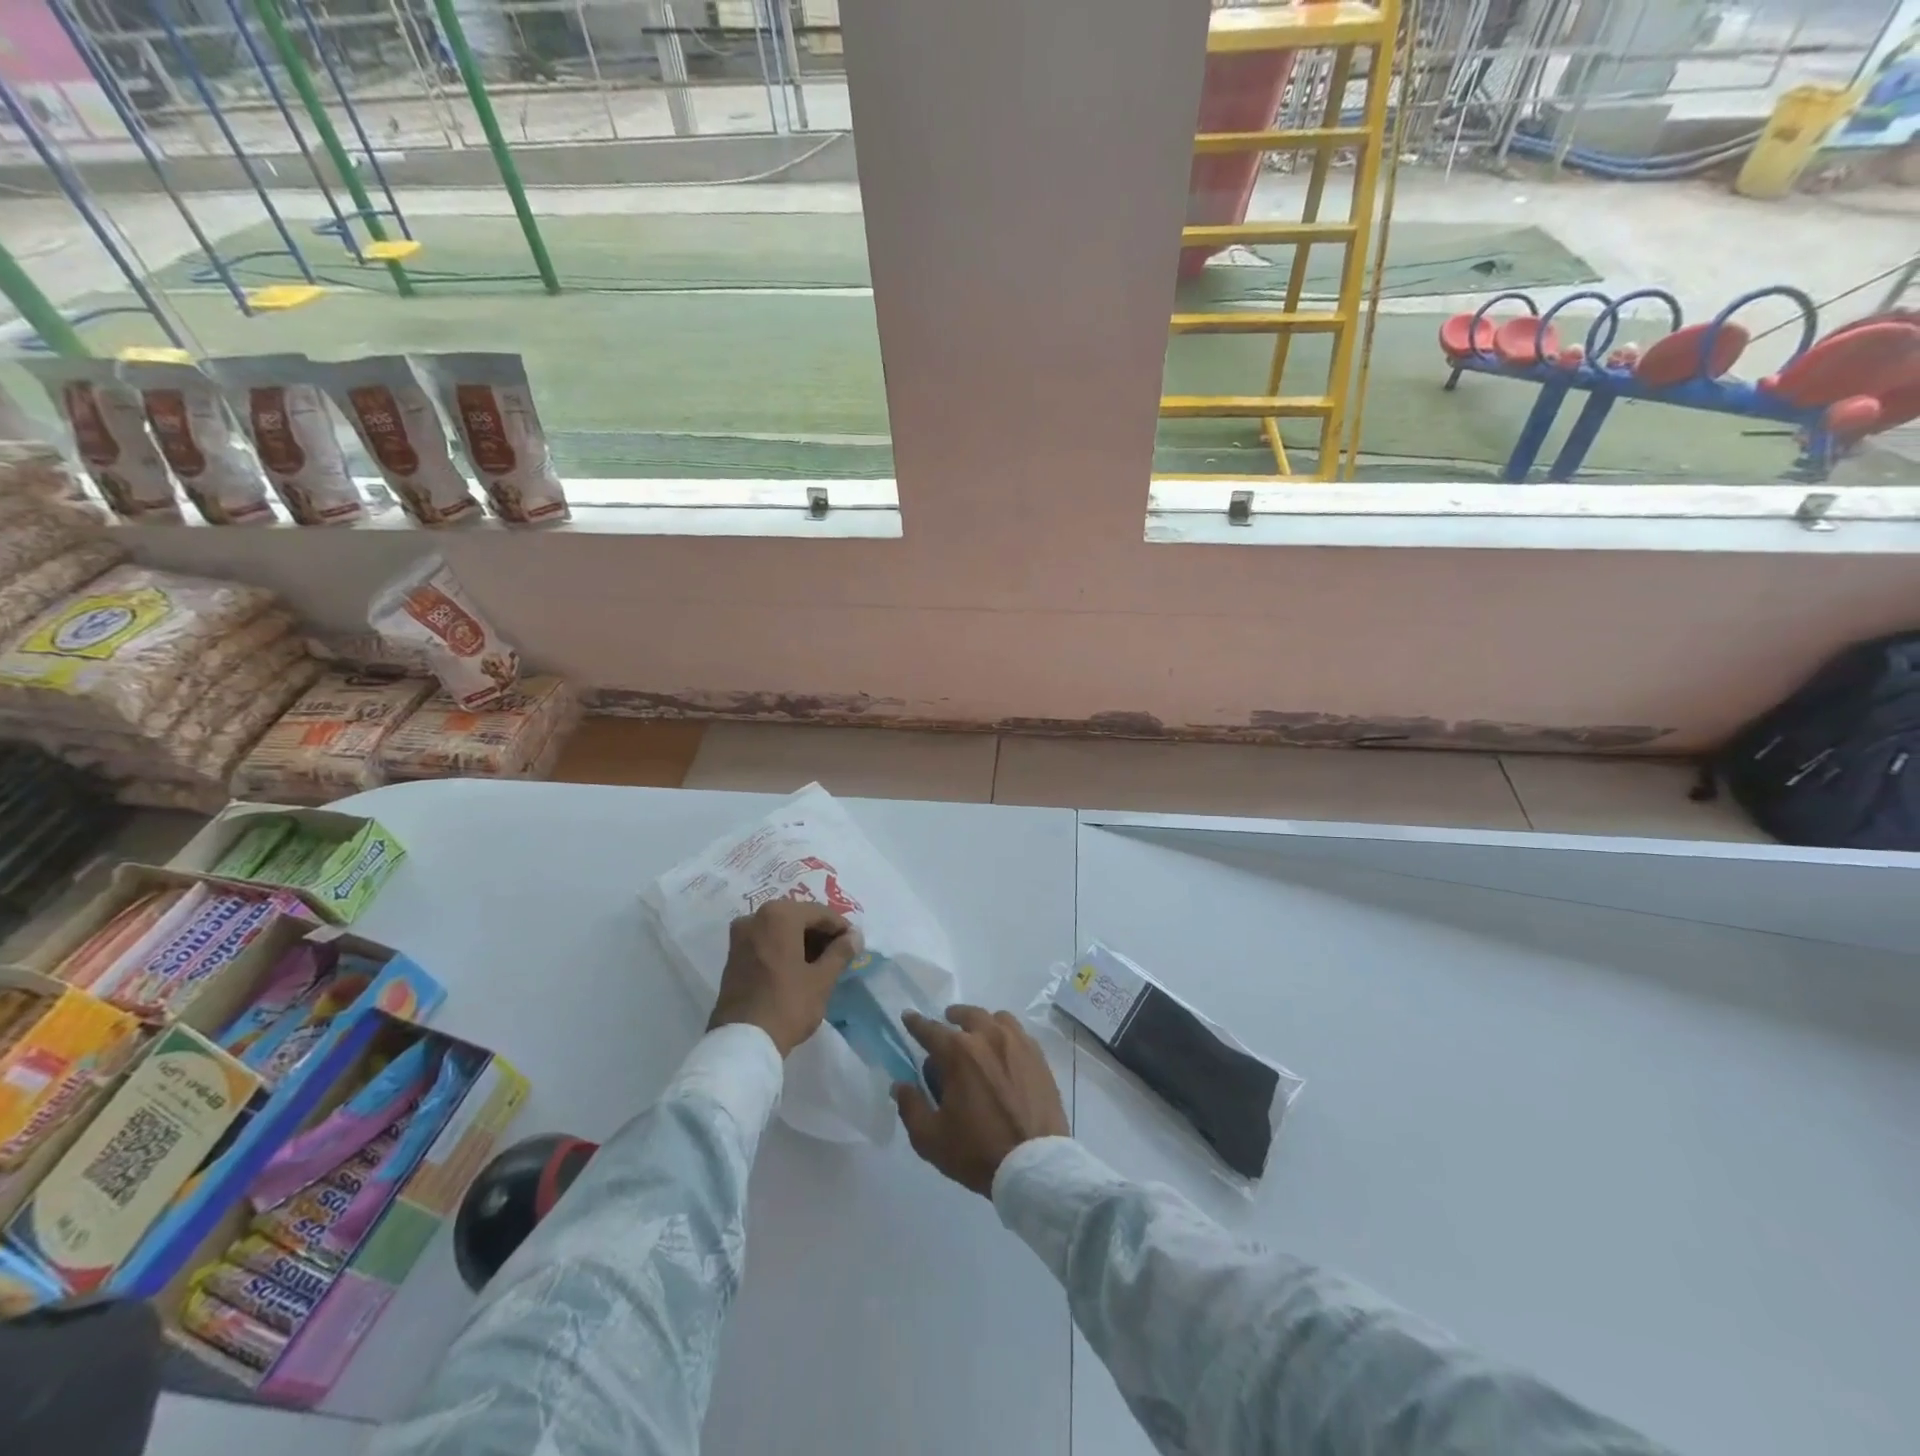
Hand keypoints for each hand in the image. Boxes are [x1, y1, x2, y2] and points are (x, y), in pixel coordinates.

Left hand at [708, 901, 857, 1056]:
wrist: (742, 1042)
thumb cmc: (788, 1004)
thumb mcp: (822, 979)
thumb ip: (841, 952)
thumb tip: (855, 936)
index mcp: (779, 915)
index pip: (819, 913)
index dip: (841, 927)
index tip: (855, 944)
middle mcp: (756, 917)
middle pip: (798, 918)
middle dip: (820, 934)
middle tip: (840, 954)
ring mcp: (740, 936)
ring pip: (780, 929)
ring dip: (802, 941)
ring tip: (822, 963)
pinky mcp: (733, 956)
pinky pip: (765, 941)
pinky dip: (784, 948)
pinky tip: (799, 968)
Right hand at [893, 1005, 1069, 1196]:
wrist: (1034, 1165)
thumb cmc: (978, 1151)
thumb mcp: (930, 1138)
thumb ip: (911, 1107)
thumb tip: (900, 1085)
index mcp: (959, 1053)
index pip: (930, 1030)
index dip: (916, 1023)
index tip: (908, 1016)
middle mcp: (988, 1037)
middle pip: (968, 1015)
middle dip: (953, 1016)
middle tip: (948, 1024)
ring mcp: (1017, 1044)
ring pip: (997, 1018)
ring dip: (983, 1022)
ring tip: (978, 1035)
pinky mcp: (1038, 1057)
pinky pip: (1019, 1033)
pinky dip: (1006, 1034)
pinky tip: (1004, 1052)